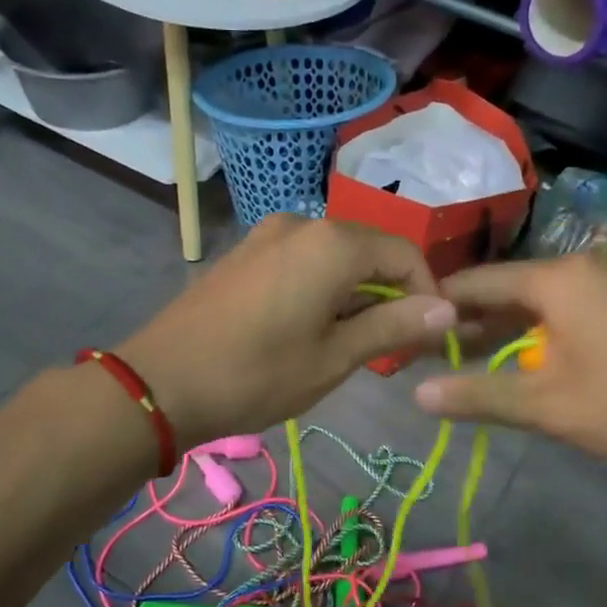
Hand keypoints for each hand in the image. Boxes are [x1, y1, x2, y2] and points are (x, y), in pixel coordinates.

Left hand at [119, 215, 454, 445]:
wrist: (159, 383)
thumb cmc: (255, 376)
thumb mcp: (333, 358)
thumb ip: (393, 326)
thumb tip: (447, 309)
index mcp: (333, 244)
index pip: (405, 255)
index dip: (426, 295)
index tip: (427, 339)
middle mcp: (303, 224)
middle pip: (370, 252)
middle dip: (390, 296)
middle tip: (391, 349)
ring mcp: (267, 234)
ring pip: (335, 258)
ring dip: (355, 295)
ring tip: (350, 345)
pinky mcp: (245, 252)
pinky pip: (303, 261)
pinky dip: (322, 289)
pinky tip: (310, 328)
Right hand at [413, 254, 606, 476]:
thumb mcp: (549, 406)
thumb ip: (479, 395)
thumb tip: (416, 394)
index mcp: (559, 279)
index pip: (478, 282)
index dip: (438, 306)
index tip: (404, 328)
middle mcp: (586, 269)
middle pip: (510, 290)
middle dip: (470, 323)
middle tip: (431, 353)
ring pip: (542, 303)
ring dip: (506, 332)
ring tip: (469, 361)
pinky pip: (572, 313)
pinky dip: (542, 335)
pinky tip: (529, 362)